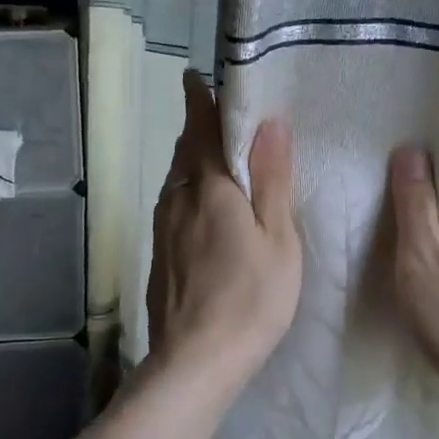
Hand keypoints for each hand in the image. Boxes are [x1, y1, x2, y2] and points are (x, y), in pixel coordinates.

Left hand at [146, 74, 301, 385]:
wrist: (194, 362)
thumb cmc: (249, 298)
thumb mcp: (277, 238)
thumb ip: (271, 178)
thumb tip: (270, 122)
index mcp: (209, 186)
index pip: (201, 127)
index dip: (200, 99)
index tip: (196, 77)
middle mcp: (178, 197)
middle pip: (187, 150)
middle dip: (199, 127)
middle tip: (221, 115)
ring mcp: (163, 226)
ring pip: (178, 178)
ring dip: (194, 159)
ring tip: (218, 155)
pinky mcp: (160, 253)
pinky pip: (175, 203)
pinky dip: (190, 189)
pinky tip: (206, 206)